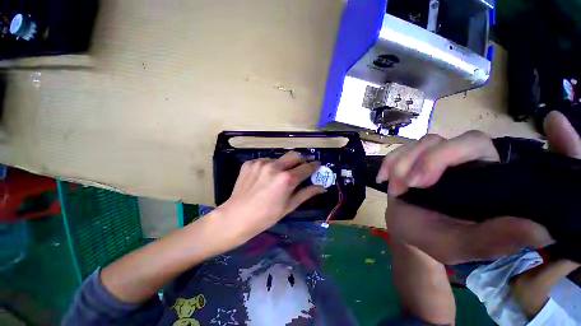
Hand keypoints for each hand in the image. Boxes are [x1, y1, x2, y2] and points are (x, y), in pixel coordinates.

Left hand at [213, 151, 324, 246]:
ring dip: (284, 164)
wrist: (237, 217)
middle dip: (301, 159)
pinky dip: (270, 167)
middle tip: (302, 166)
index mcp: (286, 179)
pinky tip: (265, 177)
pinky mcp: (250, 163)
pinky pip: (265, 161)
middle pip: (294, 155)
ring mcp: (261, 163)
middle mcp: (275, 166)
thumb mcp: (289, 206)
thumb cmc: (266, 216)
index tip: (317, 164)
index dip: (314, 165)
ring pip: (279, 158)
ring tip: (279, 176)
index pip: (306, 167)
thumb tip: (322, 187)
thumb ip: (307, 193)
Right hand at [378, 111, 579, 263]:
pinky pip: (401, 149)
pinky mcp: (413, 158)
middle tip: (413, 184)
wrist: (407, 230)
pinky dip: (390, 162)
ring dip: (404, 163)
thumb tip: (541, 229)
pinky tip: (384, 179)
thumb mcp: (465, 246)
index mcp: (491, 183)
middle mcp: (469, 164)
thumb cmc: (437, 239)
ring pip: (426, 142)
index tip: (549, 125)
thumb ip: (496, 240)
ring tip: (396, 188)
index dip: (516, 143)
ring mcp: (438, 158)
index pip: (500, 152)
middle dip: (432, 160)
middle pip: (459, 141)